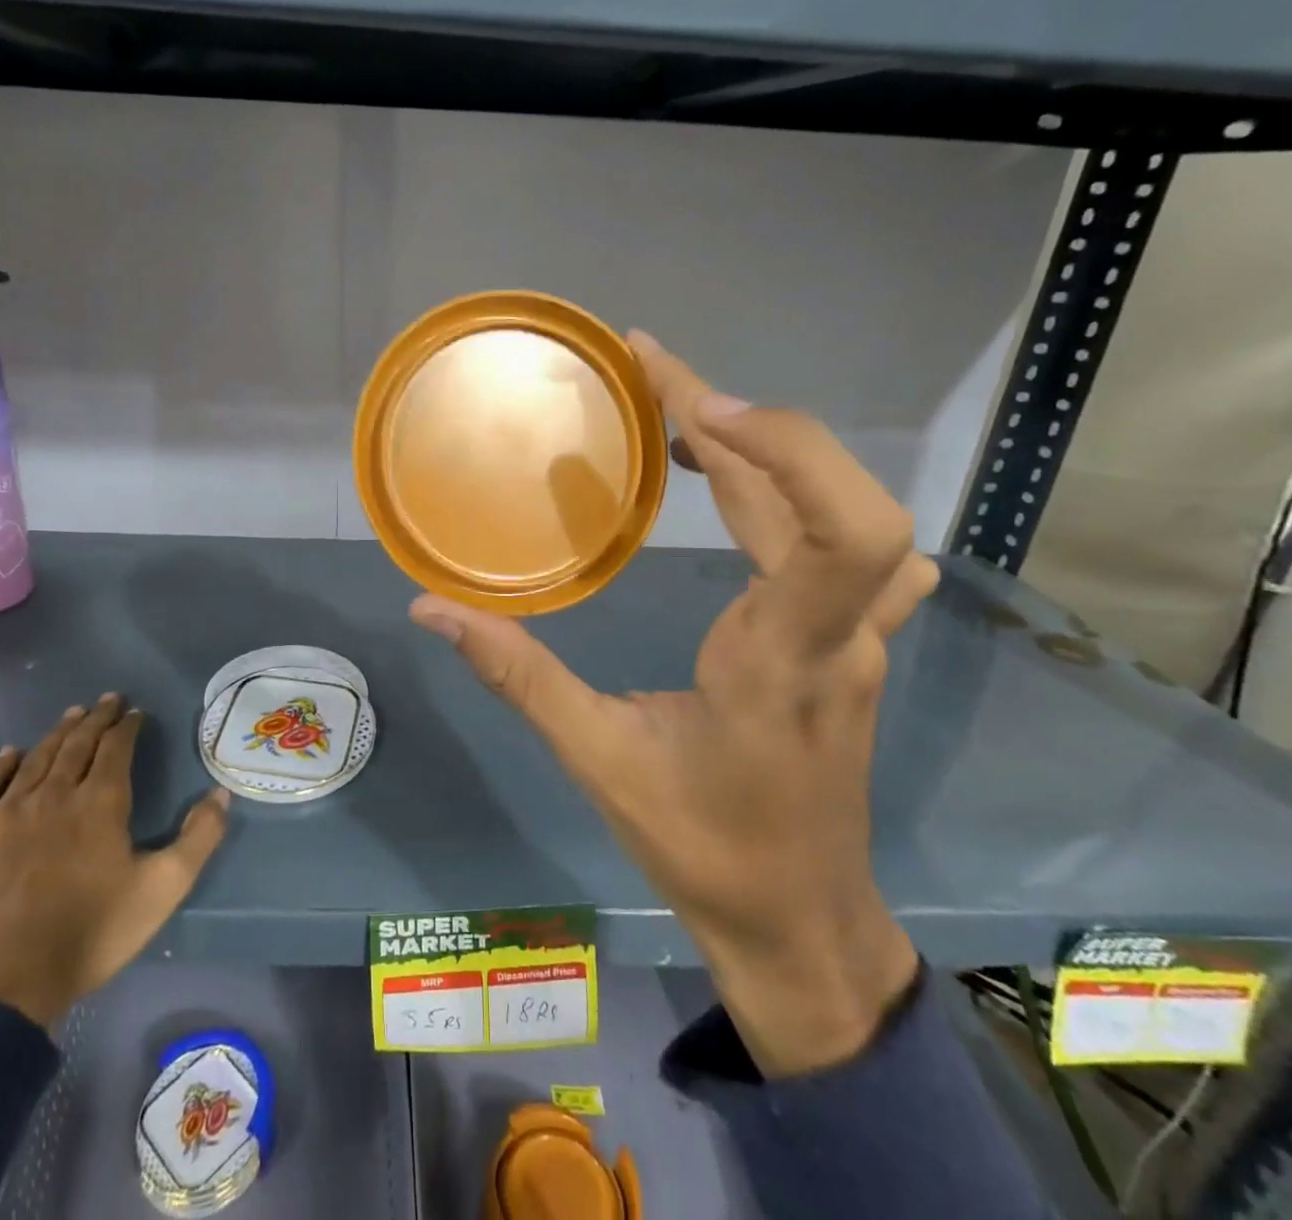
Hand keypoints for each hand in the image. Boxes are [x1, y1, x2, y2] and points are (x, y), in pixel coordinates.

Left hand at [0, 694, 230, 1029]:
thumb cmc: (87, 936)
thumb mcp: (162, 890)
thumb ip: (198, 838)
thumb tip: (221, 793)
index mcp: (99, 803)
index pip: (116, 748)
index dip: (127, 726)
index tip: (135, 712)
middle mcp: (52, 796)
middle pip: (76, 745)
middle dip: (95, 719)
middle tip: (107, 700)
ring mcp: (3, 815)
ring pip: (34, 760)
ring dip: (56, 734)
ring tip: (71, 715)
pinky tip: (9, 754)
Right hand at [410, 331, 938, 1077]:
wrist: (801, 923)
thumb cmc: (704, 848)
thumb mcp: (599, 761)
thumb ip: (518, 678)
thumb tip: (432, 612)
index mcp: (780, 657)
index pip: (839, 530)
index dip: (781, 447)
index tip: (692, 406)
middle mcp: (836, 634)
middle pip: (836, 496)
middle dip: (744, 417)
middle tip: (650, 369)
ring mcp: (858, 639)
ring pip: (840, 514)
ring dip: (768, 450)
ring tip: (684, 419)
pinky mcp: (854, 647)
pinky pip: (850, 550)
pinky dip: (803, 496)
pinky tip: (759, 496)